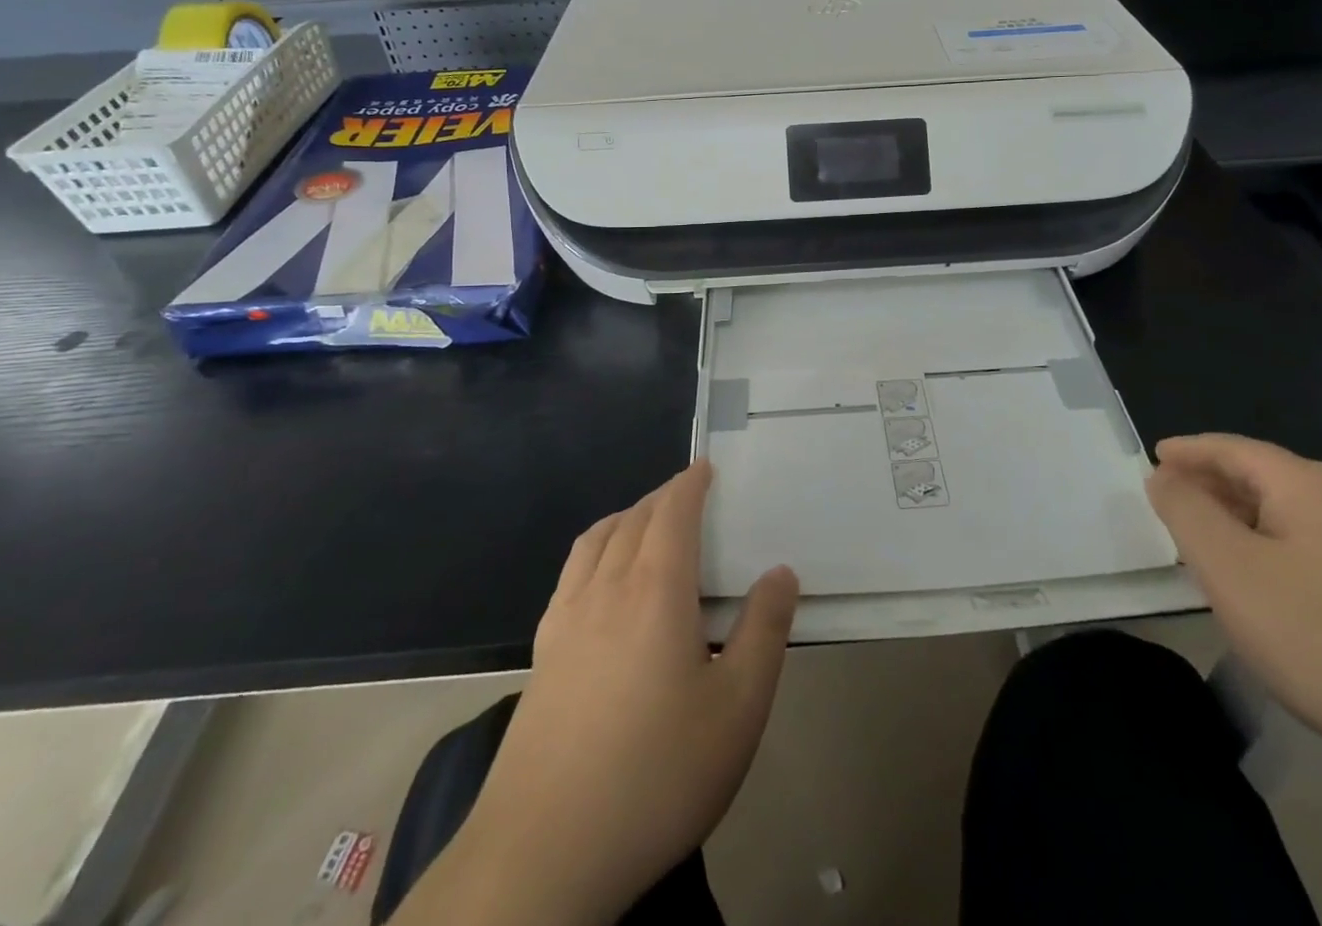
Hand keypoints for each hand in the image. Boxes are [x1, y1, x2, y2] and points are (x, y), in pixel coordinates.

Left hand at [419, 461, 797, 925]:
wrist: (545, 853)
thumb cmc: (656, 774)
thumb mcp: (737, 710)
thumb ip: (764, 632)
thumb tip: (780, 572)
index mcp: (655, 589)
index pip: (672, 512)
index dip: (690, 483)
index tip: (706, 467)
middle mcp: (605, 588)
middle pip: (634, 519)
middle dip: (663, 497)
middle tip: (688, 494)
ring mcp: (565, 620)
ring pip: (596, 540)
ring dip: (626, 517)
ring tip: (647, 522)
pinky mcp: (542, 654)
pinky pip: (571, 574)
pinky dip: (594, 550)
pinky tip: (601, 580)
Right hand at [1146, 433, 1321, 770]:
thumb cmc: (1320, 637)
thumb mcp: (1229, 568)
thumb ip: (1186, 510)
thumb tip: (1165, 476)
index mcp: (1311, 485)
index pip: (1234, 449)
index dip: (1188, 451)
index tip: (1153, 458)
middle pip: (1264, 476)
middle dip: (1212, 484)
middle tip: (1170, 502)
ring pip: (1290, 512)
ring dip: (1242, 517)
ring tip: (1206, 541)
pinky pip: (1315, 543)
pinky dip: (1273, 545)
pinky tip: (1263, 580)